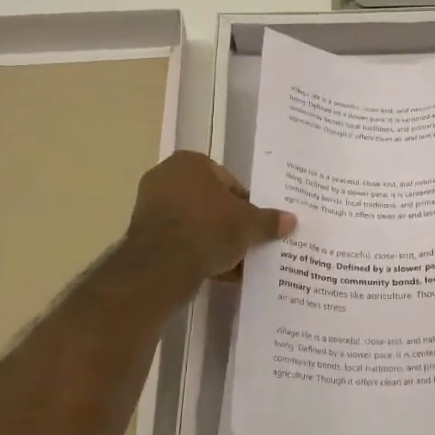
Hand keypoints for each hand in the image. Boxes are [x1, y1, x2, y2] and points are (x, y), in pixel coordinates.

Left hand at [125, 152, 295, 283]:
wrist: (162, 265)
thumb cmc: (208, 229)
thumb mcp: (248, 225)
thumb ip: (269, 221)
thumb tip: (291, 220)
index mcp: (191, 162)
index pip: (229, 181)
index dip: (246, 205)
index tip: (256, 225)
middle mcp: (166, 176)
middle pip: (210, 202)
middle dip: (228, 223)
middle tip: (247, 243)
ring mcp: (150, 205)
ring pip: (194, 223)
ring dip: (213, 240)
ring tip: (234, 263)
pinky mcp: (142, 234)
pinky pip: (179, 240)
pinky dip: (195, 252)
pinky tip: (215, 272)